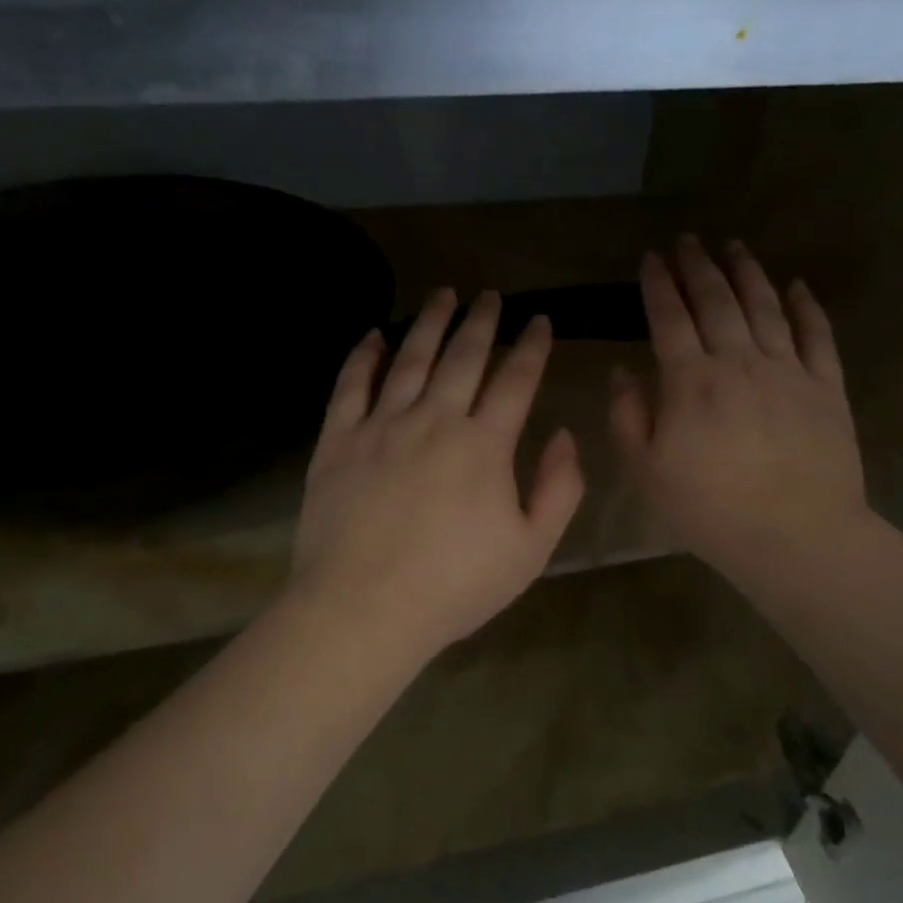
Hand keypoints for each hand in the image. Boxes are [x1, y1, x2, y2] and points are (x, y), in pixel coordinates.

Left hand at [291, 288, 585, 662]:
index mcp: (484, 444)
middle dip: (482, 321)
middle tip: (491, 295)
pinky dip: (364, 355)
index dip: (532, 347)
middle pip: (463, 357)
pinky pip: (351, 384)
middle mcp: (434, 419)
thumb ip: (559, 489)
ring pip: (410, 358)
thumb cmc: (455, 586)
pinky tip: (374, 334)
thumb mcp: (531, 550)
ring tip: (443, 295)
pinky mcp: (338, 440)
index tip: (541, 321)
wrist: (364, 608)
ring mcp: (382, 425)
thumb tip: (564, 435)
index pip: (516, 380)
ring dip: (430, 323)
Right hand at [610, 237, 865, 580]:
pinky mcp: (826, 387)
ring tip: (734, 246)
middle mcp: (739, 361)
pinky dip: (806, 306)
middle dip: (698, 266)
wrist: (795, 535)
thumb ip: (628, 417)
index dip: (658, 286)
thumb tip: (622, 373)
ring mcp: (788, 370)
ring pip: (765, 306)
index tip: (650, 260)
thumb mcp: (646, 472)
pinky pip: (817, 334)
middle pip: (717, 301)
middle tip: (687, 241)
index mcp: (691, 381)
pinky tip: (797, 285)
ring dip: (747, 272)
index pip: (669, 319)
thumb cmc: (710, 509)